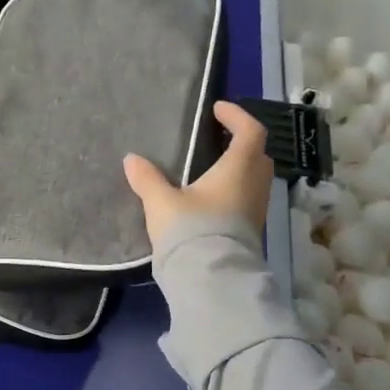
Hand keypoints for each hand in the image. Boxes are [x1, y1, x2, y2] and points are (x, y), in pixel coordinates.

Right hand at [123, 100, 273, 249]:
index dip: (237, 116)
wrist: (211, 279)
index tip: (217, 110)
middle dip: (240, 142)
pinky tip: (208, 198)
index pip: (250, 131)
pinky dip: (233, 189)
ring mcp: (256, 210)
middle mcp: (254, 185)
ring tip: (208, 169)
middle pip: (258, 154)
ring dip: (238, 168)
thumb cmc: (191, 230)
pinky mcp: (250, 231)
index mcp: (238, 169)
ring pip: (254, 178)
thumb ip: (147, 179)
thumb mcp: (161, 202)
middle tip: (215, 139)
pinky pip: (247, 199)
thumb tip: (131, 159)